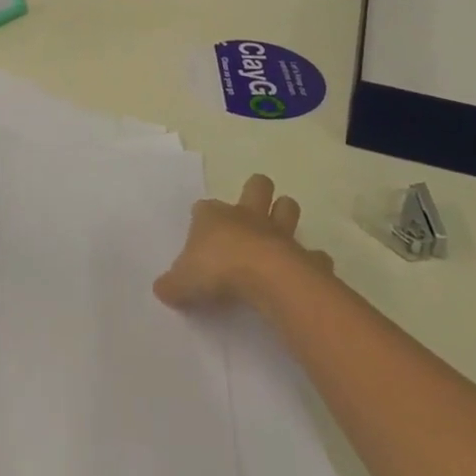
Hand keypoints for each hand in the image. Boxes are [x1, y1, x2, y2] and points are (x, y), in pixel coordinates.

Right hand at [154, 173, 333, 308]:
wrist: (266, 278)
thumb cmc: (218, 270)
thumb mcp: (182, 281)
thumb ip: (172, 284)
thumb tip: (161, 289)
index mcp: (214, 216)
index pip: (204, 206)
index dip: (202, 216)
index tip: (199, 231)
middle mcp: (248, 216)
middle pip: (256, 186)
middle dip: (256, 193)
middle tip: (251, 213)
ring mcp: (280, 233)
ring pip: (288, 207)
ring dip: (285, 216)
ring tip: (279, 237)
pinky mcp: (305, 256)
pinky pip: (314, 255)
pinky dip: (312, 262)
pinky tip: (306, 274)